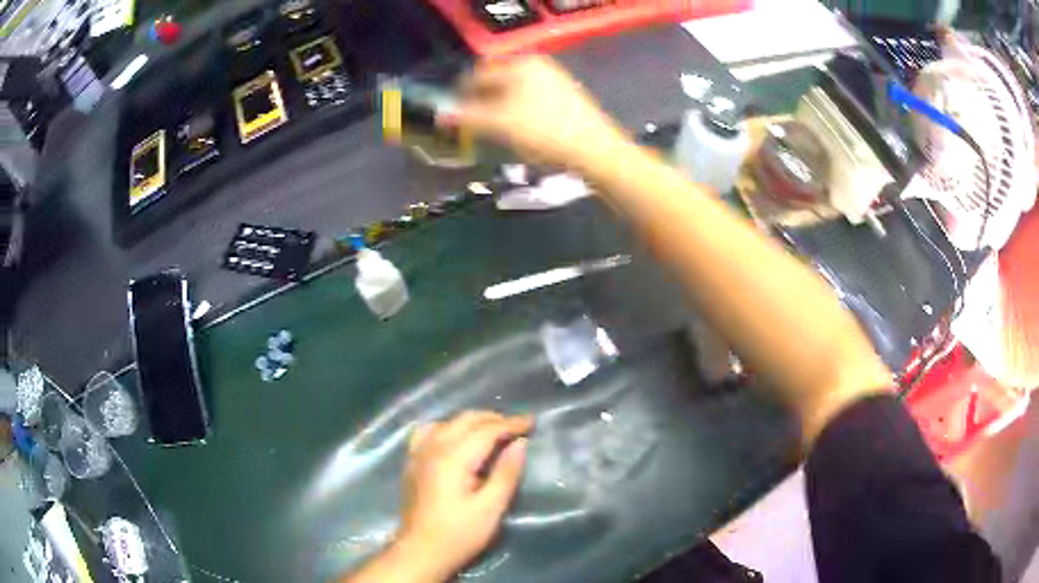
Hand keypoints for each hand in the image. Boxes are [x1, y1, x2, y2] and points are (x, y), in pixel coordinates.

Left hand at [394, 411, 532, 579]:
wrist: (421, 550)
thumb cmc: (460, 533)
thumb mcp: (491, 508)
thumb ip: (506, 473)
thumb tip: (520, 443)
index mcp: (454, 457)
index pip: (487, 430)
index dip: (511, 423)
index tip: (532, 422)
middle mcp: (433, 447)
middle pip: (466, 420)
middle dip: (494, 418)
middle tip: (517, 427)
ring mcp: (418, 453)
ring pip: (448, 422)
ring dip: (472, 421)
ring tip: (492, 430)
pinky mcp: (412, 462)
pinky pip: (428, 431)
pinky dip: (447, 427)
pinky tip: (454, 436)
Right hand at [445, 56, 627, 171]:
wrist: (596, 151)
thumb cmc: (544, 132)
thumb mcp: (500, 124)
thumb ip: (467, 116)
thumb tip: (440, 114)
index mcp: (520, 64)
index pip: (477, 74)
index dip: (460, 94)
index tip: (452, 116)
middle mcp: (538, 65)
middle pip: (496, 81)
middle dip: (480, 101)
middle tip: (471, 125)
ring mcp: (555, 81)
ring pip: (513, 92)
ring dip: (497, 108)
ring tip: (492, 131)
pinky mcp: (566, 98)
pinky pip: (530, 101)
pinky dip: (517, 112)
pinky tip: (518, 131)